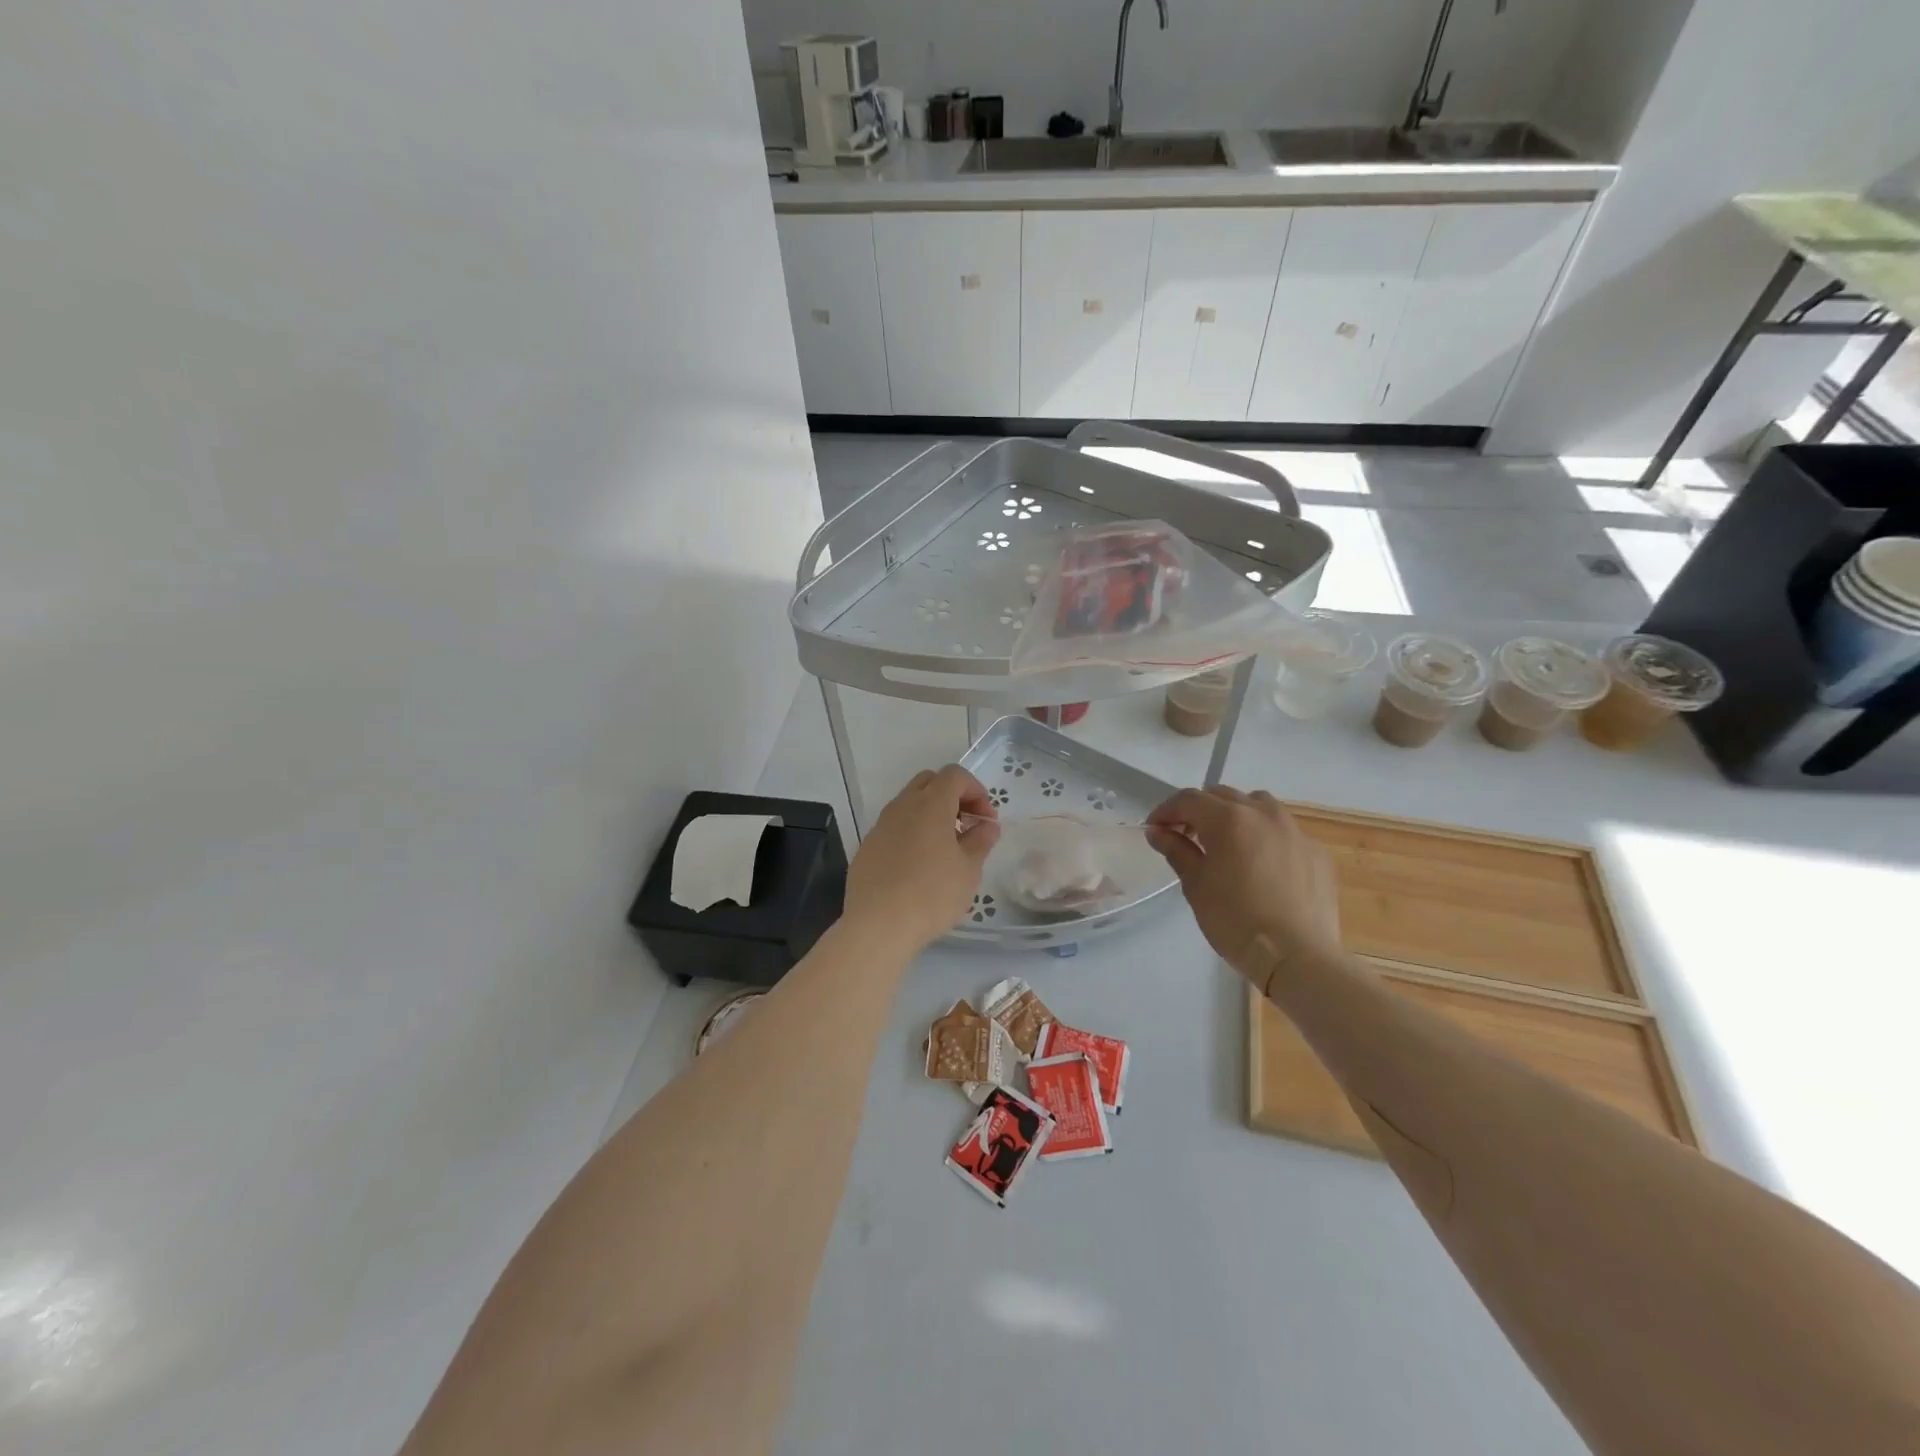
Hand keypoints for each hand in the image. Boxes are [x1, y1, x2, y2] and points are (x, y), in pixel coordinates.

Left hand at [845, 765, 1001, 951]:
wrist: (878, 925)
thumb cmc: (932, 894)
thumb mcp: (968, 869)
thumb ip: (981, 840)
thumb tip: (987, 825)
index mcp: (930, 804)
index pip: (955, 775)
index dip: (976, 791)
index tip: (985, 820)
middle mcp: (902, 806)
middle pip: (929, 782)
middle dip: (952, 796)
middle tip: (966, 827)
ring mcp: (880, 825)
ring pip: (908, 804)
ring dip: (930, 815)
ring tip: (944, 849)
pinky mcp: (867, 847)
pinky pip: (893, 827)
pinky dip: (911, 833)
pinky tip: (917, 866)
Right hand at [1146, 787, 1342, 987]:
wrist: (1297, 957)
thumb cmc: (1235, 921)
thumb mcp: (1196, 886)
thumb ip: (1177, 851)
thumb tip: (1158, 832)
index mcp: (1228, 820)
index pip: (1189, 800)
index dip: (1166, 810)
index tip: (1155, 828)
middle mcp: (1263, 814)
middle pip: (1223, 796)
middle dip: (1199, 810)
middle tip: (1186, 836)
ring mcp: (1295, 831)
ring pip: (1258, 806)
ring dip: (1236, 815)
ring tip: (1227, 843)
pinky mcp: (1316, 852)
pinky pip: (1284, 831)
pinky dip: (1265, 837)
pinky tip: (1262, 866)